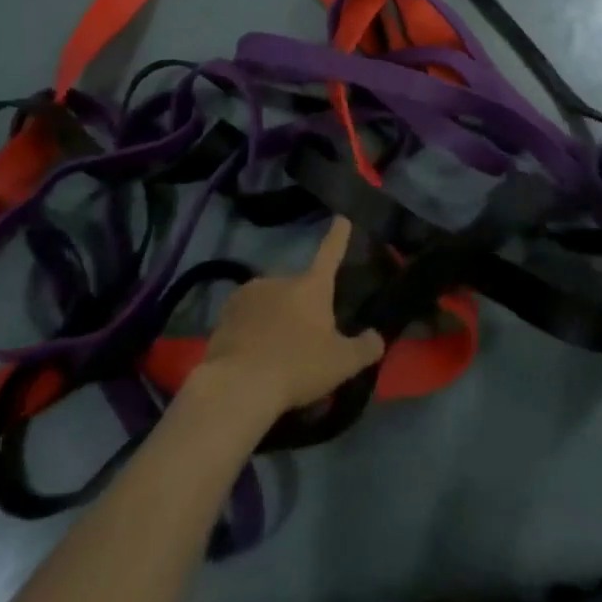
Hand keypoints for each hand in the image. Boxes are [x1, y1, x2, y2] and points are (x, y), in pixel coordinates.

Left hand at [194, 217, 385, 418]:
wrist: (238, 384)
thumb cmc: (297, 367)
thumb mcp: (341, 363)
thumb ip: (364, 348)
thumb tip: (377, 337)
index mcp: (311, 286)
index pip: (330, 254)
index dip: (338, 236)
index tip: (341, 217)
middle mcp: (279, 279)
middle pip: (297, 288)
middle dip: (301, 307)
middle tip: (304, 340)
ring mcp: (249, 293)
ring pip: (270, 302)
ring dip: (275, 318)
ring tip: (276, 354)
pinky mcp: (225, 313)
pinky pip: (246, 318)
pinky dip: (251, 330)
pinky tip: (252, 356)